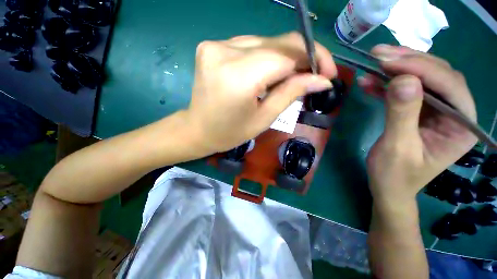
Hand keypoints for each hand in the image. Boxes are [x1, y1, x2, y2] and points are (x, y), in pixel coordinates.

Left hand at [184, 32, 336, 153]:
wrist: (198, 129)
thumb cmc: (230, 132)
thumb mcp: (264, 119)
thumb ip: (291, 93)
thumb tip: (322, 80)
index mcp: (239, 77)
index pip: (286, 54)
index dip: (313, 58)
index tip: (327, 73)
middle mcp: (225, 52)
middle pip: (276, 43)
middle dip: (302, 56)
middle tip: (315, 73)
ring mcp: (216, 45)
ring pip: (265, 42)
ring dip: (284, 57)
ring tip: (292, 77)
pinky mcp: (212, 46)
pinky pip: (250, 46)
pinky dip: (265, 56)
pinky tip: (268, 73)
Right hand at [360, 45, 477, 204]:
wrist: (388, 187)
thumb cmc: (394, 175)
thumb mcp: (397, 147)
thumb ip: (402, 115)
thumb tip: (403, 80)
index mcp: (461, 126)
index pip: (450, 86)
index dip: (422, 69)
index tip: (388, 61)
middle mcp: (455, 114)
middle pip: (438, 76)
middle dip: (408, 62)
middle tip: (378, 54)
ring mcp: (437, 112)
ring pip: (421, 79)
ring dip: (396, 69)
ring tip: (371, 63)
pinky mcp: (418, 112)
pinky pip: (405, 91)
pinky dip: (386, 84)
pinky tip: (369, 82)